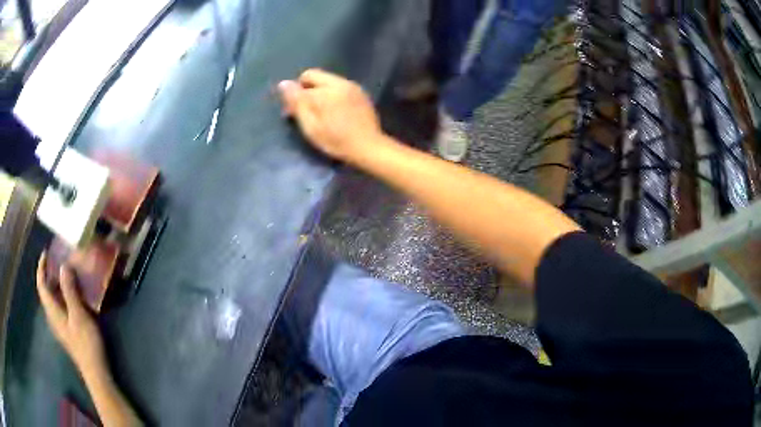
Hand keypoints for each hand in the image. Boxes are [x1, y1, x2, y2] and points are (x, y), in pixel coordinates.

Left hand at [36, 252, 106, 375]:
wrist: (95, 371)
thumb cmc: (85, 343)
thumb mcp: (78, 315)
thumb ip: (69, 291)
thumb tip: (63, 266)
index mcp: (52, 311)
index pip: (41, 285)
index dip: (41, 267)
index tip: (46, 253)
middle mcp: (52, 316)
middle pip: (46, 290)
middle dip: (49, 273)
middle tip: (59, 260)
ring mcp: (60, 324)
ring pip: (53, 299)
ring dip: (57, 284)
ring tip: (67, 273)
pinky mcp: (67, 330)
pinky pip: (60, 306)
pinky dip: (63, 295)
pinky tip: (74, 295)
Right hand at [278, 69, 383, 161]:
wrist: (369, 147)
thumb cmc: (337, 140)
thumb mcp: (311, 126)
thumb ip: (297, 103)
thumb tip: (283, 84)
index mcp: (326, 90)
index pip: (304, 79)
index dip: (295, 93)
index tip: (293, 111)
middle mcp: (340, 82)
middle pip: (316, 76)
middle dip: (307, 89)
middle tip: (305, 110)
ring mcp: (352, 86)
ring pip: (328, 81)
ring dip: (320, 92)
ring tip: (321, 113)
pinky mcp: (361, 93)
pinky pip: (340, 87)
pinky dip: (333, 95)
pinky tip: (336, 112)